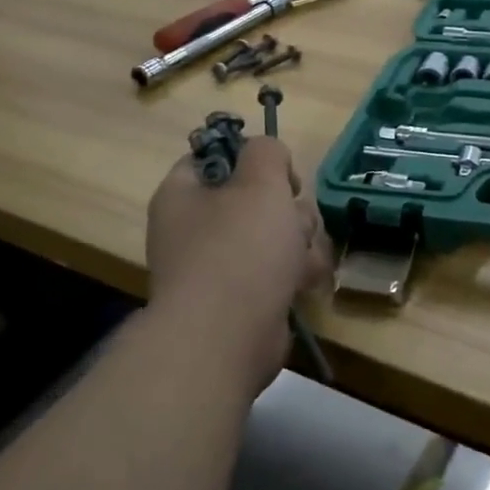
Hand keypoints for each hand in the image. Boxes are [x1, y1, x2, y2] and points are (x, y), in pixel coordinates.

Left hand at [145, 136, 331, 386]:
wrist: (227, 338)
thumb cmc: (239, 249)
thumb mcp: (259, 181)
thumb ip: (267, 151)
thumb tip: (269, 162)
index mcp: (183, 194)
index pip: (216, 157)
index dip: (252, 158)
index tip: (278, 173)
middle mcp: (194, 228)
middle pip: (255, 197)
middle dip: (287, 207)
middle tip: (293, 221)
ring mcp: (217, 266)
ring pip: (274, 233)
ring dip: (299, 241)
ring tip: (302, 259)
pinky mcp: (242, 297)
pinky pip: (276, 270)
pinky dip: (294, 273)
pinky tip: (306, 282)